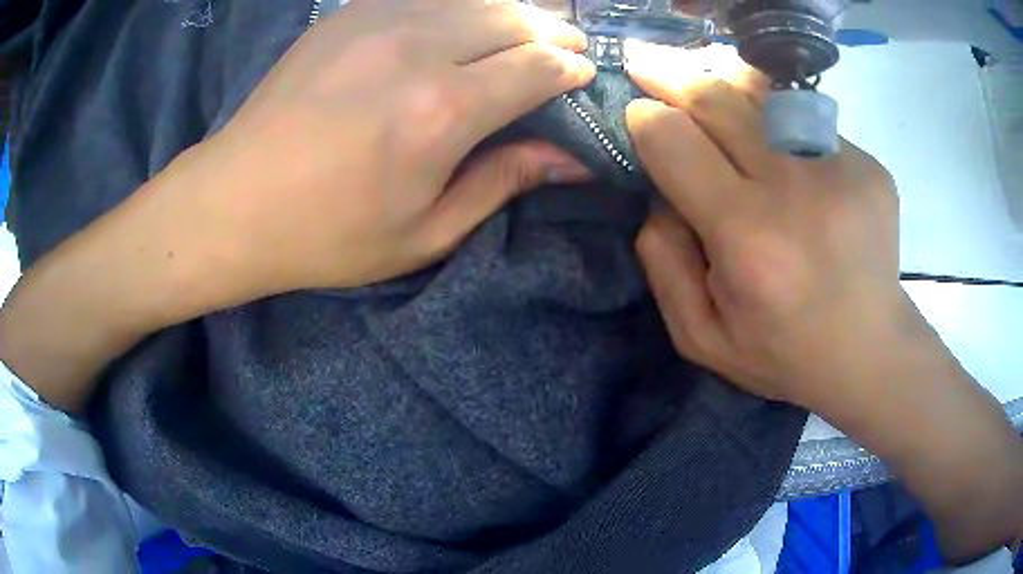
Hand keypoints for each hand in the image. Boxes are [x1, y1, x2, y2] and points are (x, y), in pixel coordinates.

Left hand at [180, 0, 594, 296]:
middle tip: (567, 49)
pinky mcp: (348, 14)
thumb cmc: (327, 234)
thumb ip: (502, 182)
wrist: (234, 202)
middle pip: (513, 19)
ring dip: (513, 11)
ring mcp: (378, 20)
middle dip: (552, 33)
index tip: (583, 76)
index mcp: (443, 111)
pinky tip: (466, 21)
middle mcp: (418, 49)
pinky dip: (461, 4)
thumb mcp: (424, 233)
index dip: (570, 69)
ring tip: (527, 31)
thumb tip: (570, 158)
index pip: (537, 67)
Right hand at [624, 42, 1022, 559]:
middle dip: (670, 76)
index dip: (646, 120)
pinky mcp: (868, 164)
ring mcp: (841, 167)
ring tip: (699, 78)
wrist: (872, 351)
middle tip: (644, 62)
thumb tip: (658, 191)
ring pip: (764, 93)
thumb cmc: (785, 353)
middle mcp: (795, 189)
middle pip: (718, 99)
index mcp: (748, 238)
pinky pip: (805, 121)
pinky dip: (775, 117)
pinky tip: (770, 135)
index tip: (638, 115)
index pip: (675, 141)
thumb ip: (663, 261)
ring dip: (722, 82)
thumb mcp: (701, 337)